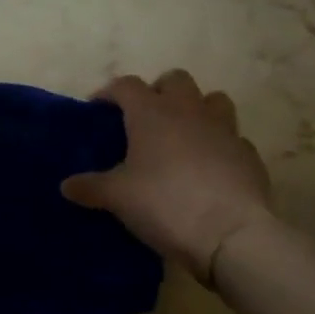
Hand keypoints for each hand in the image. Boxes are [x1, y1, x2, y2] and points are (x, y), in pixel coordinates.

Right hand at [61, 70, 272, 280]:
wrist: (230, 234)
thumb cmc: (164, 204)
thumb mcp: (117, 198)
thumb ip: (90, 187)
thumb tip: (66, 186)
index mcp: (152, 113)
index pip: (126, 85)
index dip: (110, 92)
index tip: (98, 109)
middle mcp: (189, 111)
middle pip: (175, 79)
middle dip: (158, 91)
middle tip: (144, 118)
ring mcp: (224, 130)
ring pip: (213, 99)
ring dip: (196, 109)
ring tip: (182, 135)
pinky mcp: (248, 154)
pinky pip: (232, 138)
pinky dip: (219, 145)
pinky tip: (209, 167)